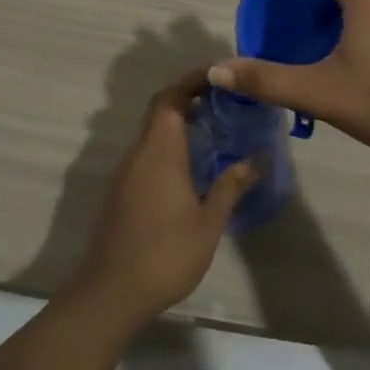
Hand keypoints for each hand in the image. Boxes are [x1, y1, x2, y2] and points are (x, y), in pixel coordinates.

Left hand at [71, 68, 257, 327]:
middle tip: (221, 98)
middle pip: (159, 109)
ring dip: (176, 120)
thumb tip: (258, 159)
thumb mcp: (208, 222)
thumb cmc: (165, 253)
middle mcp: (138, 152)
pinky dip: (167, 142)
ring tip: (211, 125)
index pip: (170, 97)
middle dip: (186, 95)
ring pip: (151, 130)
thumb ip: (231, 185)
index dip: (191, 80)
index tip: (217, 76)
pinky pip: (146, 151)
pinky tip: (189, 163)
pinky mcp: (121, 190)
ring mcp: (126, 171)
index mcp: (159, 150)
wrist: (111, 293)